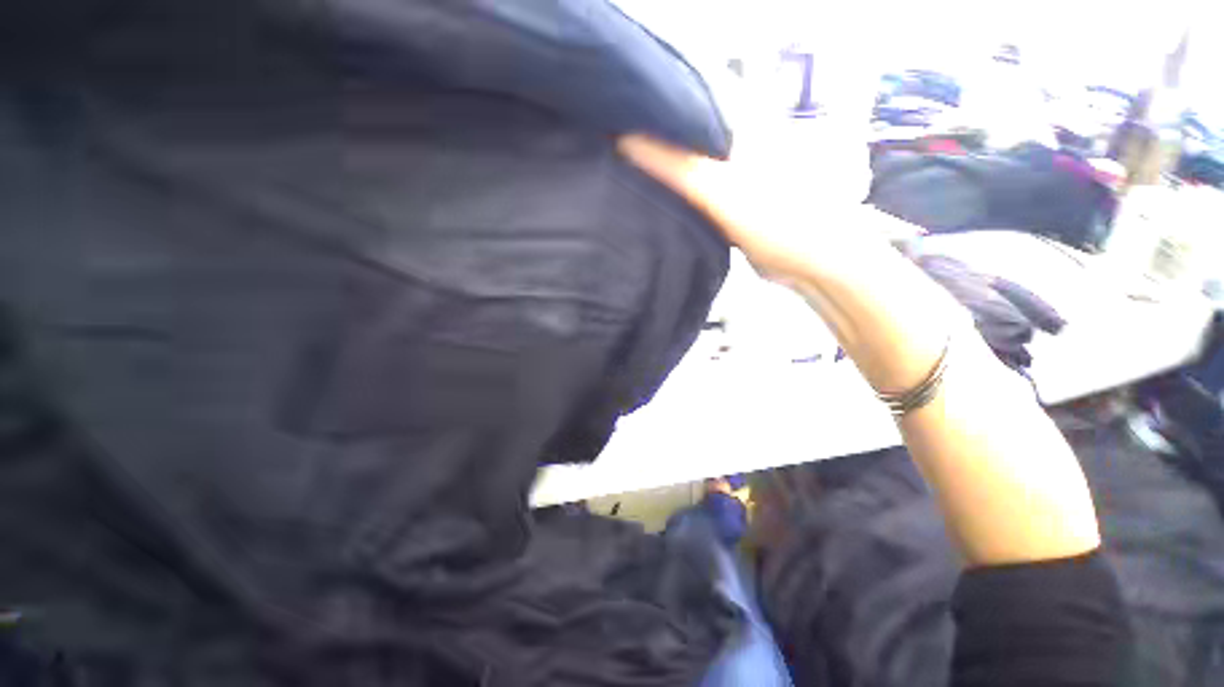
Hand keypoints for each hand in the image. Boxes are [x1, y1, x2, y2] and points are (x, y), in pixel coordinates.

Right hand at [618, 130, 892, 285]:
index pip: (678, 109)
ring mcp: (730, 177)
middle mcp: (731, 144)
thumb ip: (674, 166)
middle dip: (646, 150)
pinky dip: (673, 201)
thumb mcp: (718, 189)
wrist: (811, 262)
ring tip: (621, 181)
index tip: (608, 130)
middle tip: (608, 160)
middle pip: (679, 140)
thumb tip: (622, 140)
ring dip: (658, 178)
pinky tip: (651, 207)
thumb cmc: (774, 219)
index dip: (643, 117)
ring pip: (684, 171)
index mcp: (734, 125)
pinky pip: (692, 197)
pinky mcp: (728, 205)